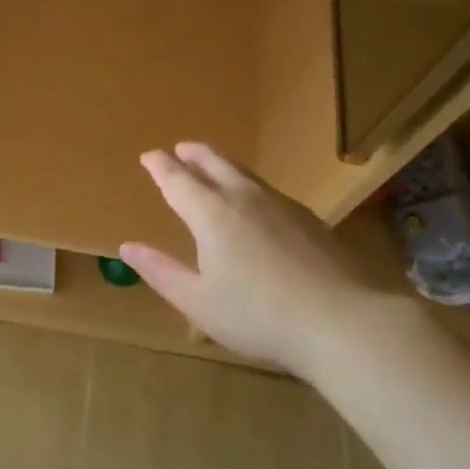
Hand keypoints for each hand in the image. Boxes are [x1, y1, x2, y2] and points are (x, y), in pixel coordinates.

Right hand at [121, 142, 383, 374]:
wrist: (342, 320)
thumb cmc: (258, 315)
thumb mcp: (198, 301)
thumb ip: (161, 271)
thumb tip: (128, 247)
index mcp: (211, 213)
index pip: (177, 179)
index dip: (160, 166)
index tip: (148, 156)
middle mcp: (244, 197)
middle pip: (214, 163)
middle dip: (193, 154)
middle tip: (180, 148)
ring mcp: (281, 205)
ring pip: (244, 172)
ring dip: (221, 163)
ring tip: (213, 165)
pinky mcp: (309, 219)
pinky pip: (267, 188)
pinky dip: (248, 183)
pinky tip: (255, 201)